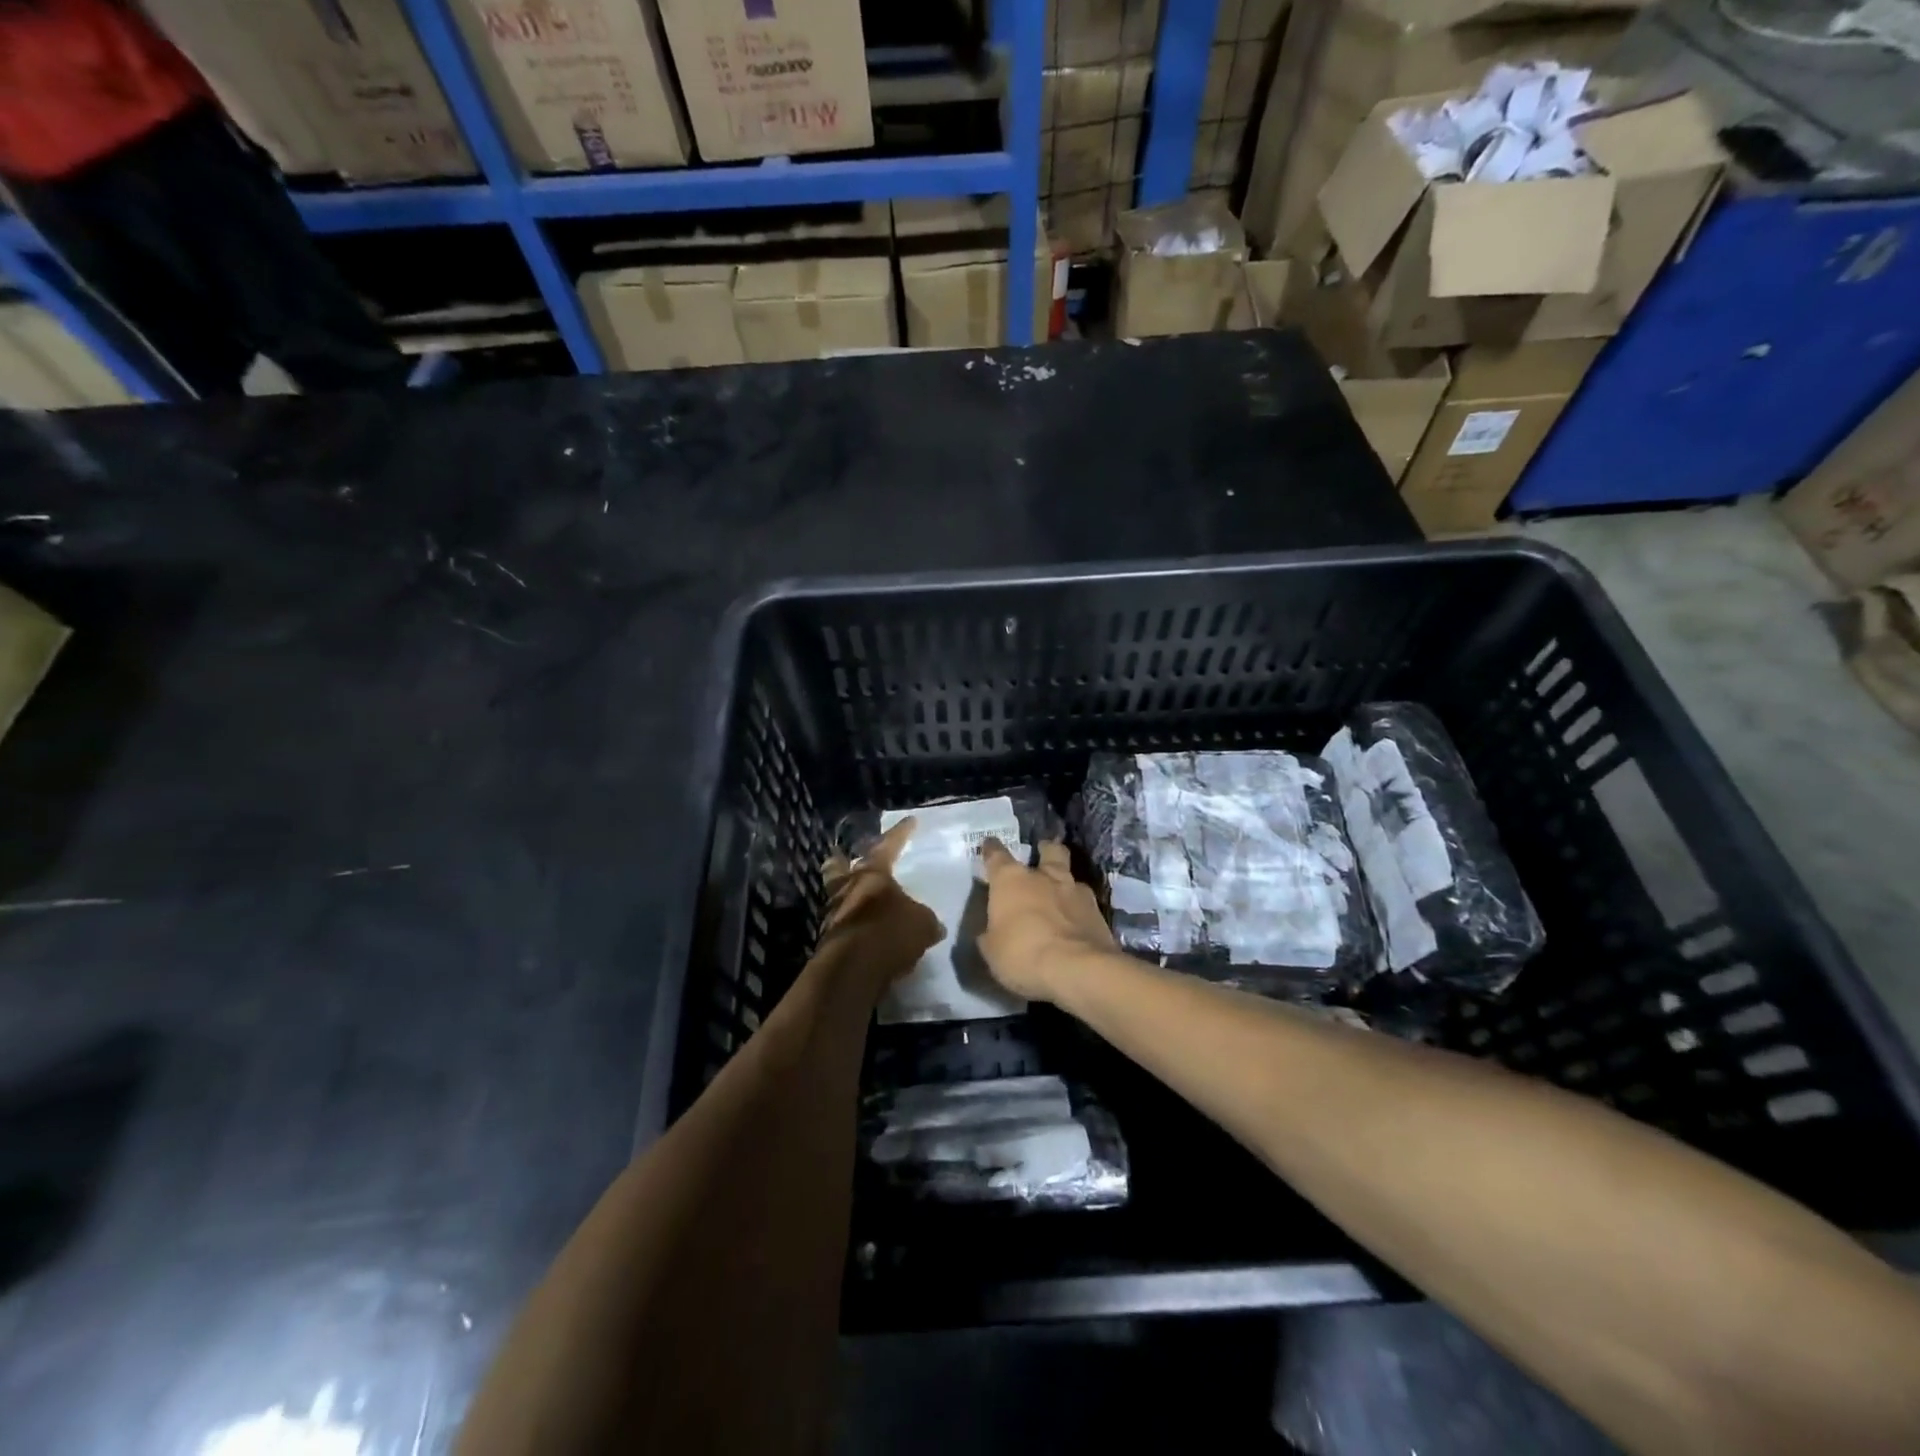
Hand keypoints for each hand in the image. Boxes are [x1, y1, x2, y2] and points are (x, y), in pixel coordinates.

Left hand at [817, 817, 942, 991]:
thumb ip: (925, 919)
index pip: (889, 845)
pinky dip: (852, 925)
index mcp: (873, 874)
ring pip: (838, 896)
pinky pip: (843, 924)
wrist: (853, 969)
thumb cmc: (890, 932)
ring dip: (847, 896)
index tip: (910, 820)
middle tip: (845, 857)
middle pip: (840, 867)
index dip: (901, 833)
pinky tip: (865, 932)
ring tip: (862, 901)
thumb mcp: (922, 923)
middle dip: (842, 861)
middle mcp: (849, 888)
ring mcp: (834, 914)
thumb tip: (931, 925)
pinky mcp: (829, 940)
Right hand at [976, 838, 1115, 1002]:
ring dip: (1065, 884)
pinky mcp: (1099, 913)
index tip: (990, 845)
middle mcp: (1045, 877)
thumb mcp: (992, 951)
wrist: (1077, 970)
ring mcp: (1076, 892)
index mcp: (1011, 880)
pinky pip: (1085, 905)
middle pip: (1049, 850)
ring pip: (1071, 876)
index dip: (991, 850)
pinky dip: (1079, 911)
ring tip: (1061, 898)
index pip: (997, 855)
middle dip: (1046, 850)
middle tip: (1042, 855)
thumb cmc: (1023, 955)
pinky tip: (1076, 924)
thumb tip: (993, 932)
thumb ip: (992, 934)